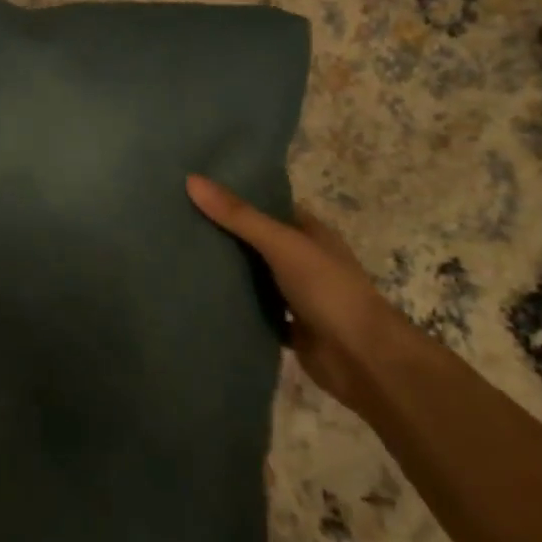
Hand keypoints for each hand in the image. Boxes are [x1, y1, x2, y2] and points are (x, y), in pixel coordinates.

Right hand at [186, 175, 412, 414]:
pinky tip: (199, 294)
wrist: (365, 362)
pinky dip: (233, 303)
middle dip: (222, 231)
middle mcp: (303, 258)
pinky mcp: (288, 326)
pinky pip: (254, 308)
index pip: (266, 204)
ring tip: (178, 251)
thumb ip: (239, 215)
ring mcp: (296, 293)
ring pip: (253, 274)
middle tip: (176, 217)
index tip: (194, 186)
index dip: (234, 194)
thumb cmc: (329, 290)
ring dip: (226, 268)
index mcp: (309, 231)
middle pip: (255, 238)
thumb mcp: (282, 244)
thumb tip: (191, 180)